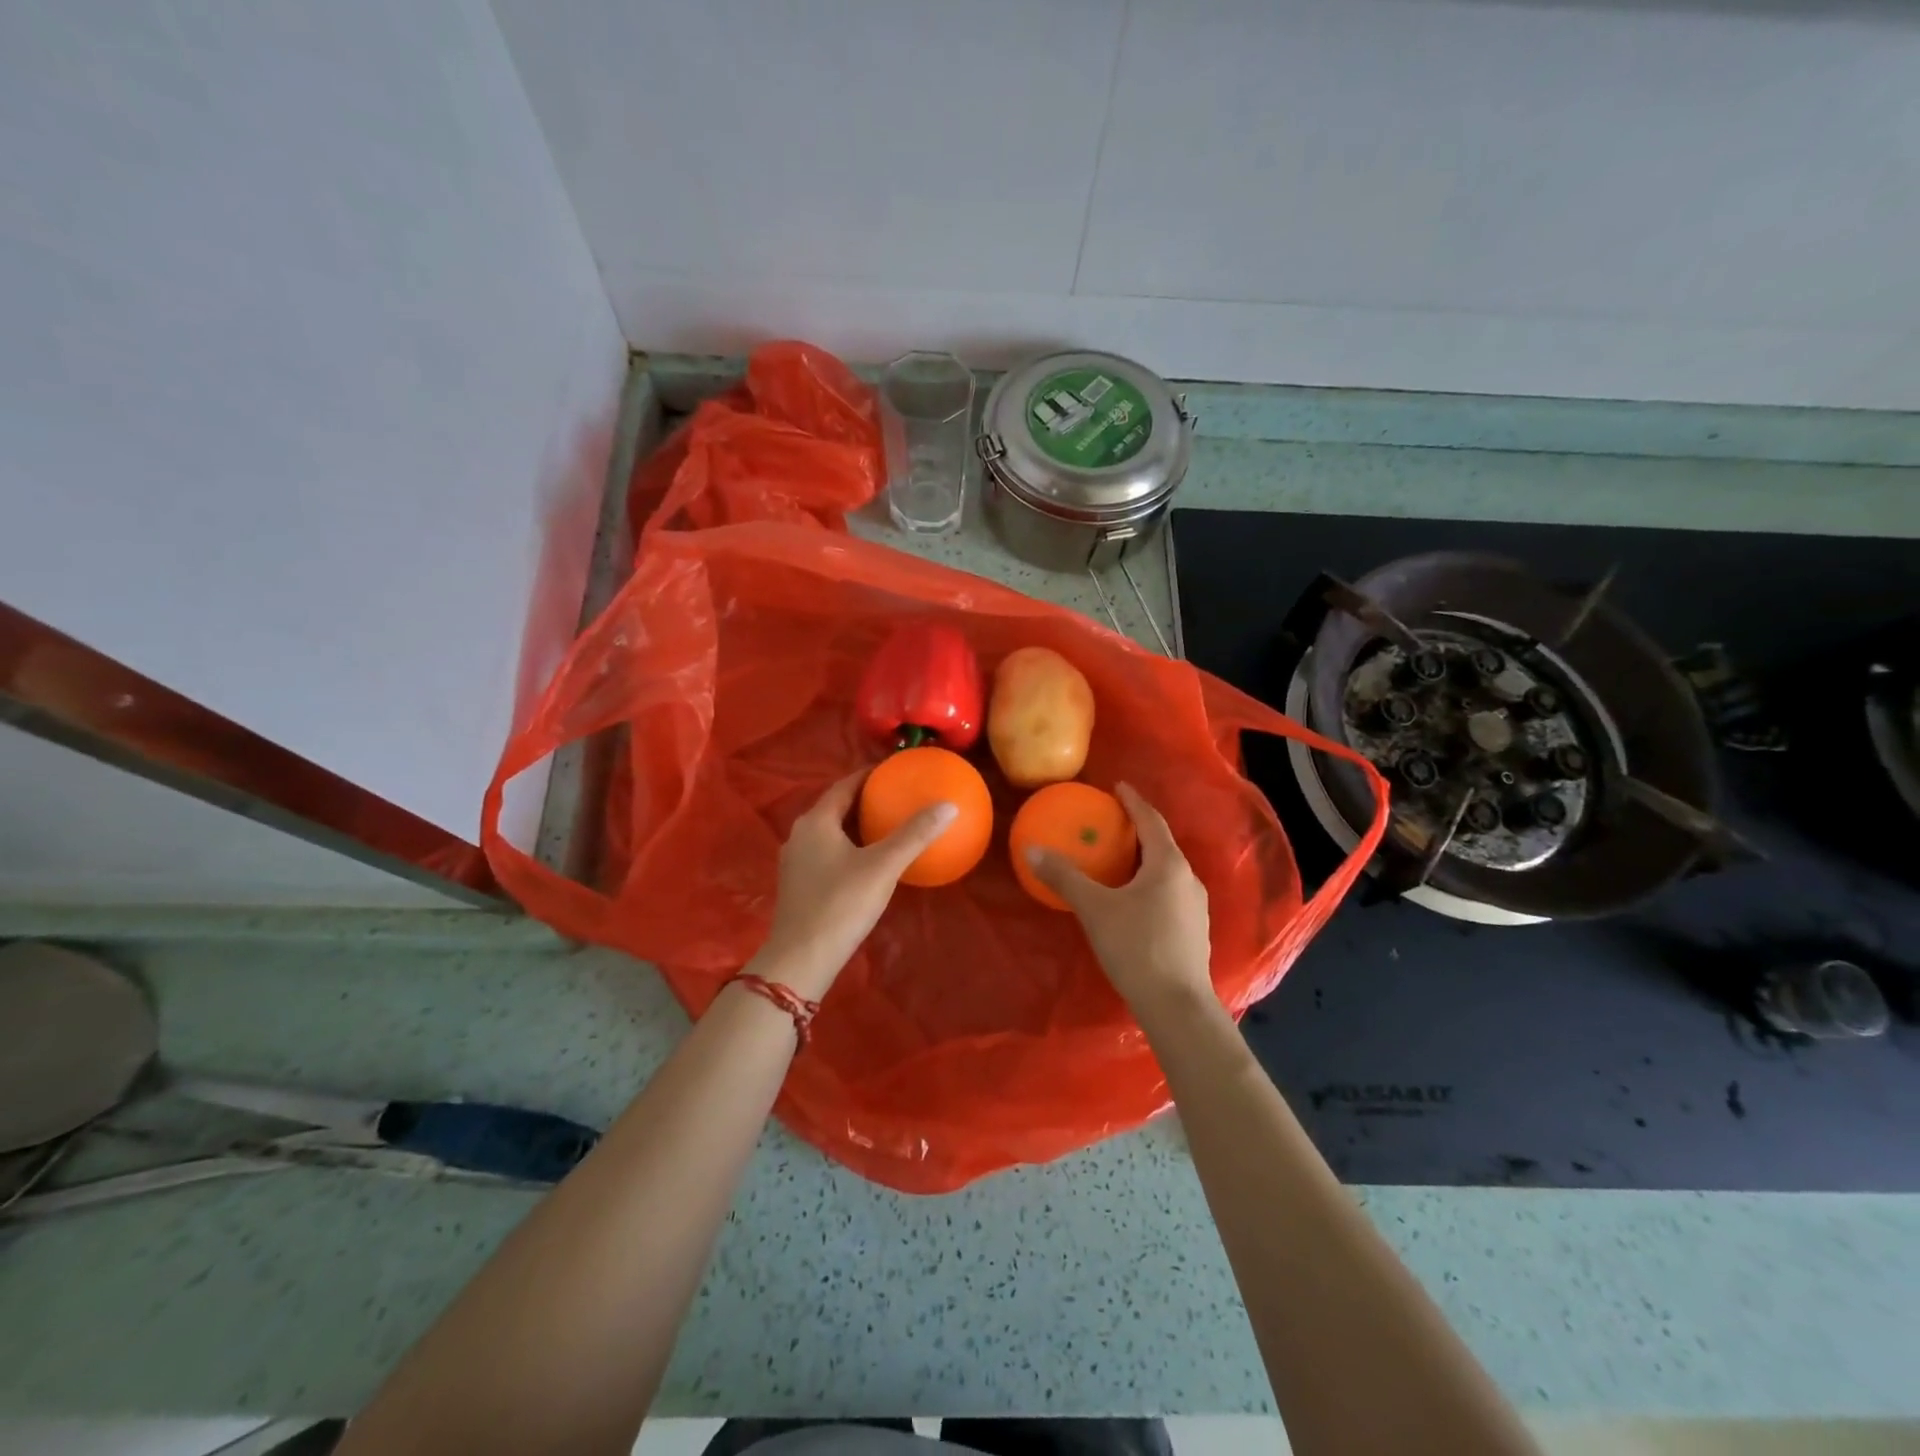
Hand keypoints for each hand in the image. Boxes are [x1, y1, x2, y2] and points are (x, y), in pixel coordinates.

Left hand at [753, 770, 957, 999]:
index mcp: (816, 821)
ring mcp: (795, 861)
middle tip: (895, 796)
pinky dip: (848, 847)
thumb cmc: (840, 904)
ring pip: (829, 832)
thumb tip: (948, 806)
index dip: (868, 775)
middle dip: (863, 800)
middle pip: (835, 807)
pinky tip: (868, 861)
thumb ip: (914, 835)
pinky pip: (826, 853)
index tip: (893, 770)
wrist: (801, 958)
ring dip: (855, 825)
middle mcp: (800, 835)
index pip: (844, 785)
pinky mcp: (798, 884)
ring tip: (886, 825)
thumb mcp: (882, 867)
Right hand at [1025, 783, 1214, 1018]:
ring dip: (1145, 860)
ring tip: (1120, 860)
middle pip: (1161, 845)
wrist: (1176, 1005)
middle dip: (1138, 831)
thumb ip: (1065, 877)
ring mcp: (1195, 907)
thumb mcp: (1095, 909)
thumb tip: (1032, 850)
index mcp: (1168, 865)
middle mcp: (1188, 879)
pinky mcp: (1193, 931)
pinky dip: (1150, 884)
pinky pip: (1169, 893)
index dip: (1133, 802)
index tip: (1118, 787)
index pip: (1151, 821)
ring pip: (1167, 872)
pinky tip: (1133, 900)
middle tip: (1112, 824)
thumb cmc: (1136, 947)